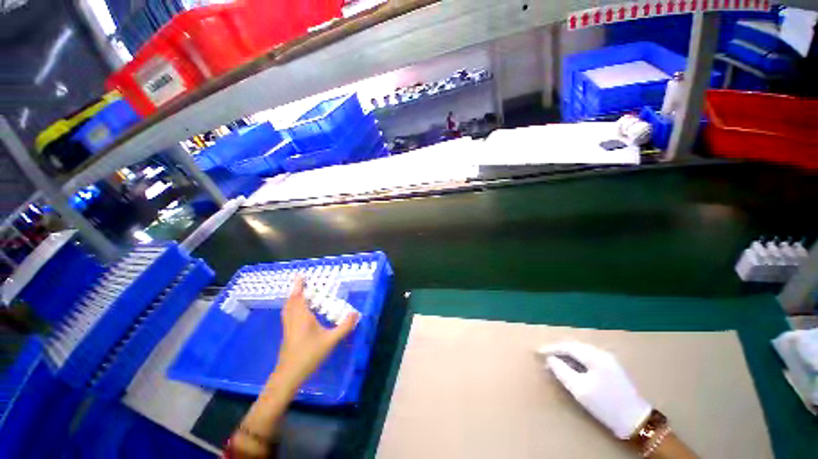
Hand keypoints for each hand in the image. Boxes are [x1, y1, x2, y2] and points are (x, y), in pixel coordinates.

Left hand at [274, 276, 359, 387]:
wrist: (289, 375)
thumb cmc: (309, 355)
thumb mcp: (330, 341)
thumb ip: (344, 326)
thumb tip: (356, 313)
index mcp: (302, 317)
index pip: (298, 297)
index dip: (299, 286)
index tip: (300, 275)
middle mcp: (292, 319)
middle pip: (291, 301)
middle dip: (296, 290)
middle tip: (302, 282)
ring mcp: (287, 327)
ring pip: (287, 308)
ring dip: (292, 299)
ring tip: (300, 293)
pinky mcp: (287, 334)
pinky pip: (287, 315)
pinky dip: (291, 307)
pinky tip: (299, 312)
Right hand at [538, 342, 651, 438]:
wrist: (636, 420)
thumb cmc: (606, 405)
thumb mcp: (579, 389)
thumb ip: (562, 371)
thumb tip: (550, 359)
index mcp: (594, 357)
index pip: (567, 347)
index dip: (551, 349)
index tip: (537, 352)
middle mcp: (602, 354)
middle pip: (575, 347)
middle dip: (558, 350)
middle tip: (545, 357)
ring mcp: (609, 360)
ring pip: (582, 352)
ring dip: (567, 355)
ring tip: (555, 361)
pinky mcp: (612, 368)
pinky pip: (589, 358)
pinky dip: (577, 360)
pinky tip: (572, 366)